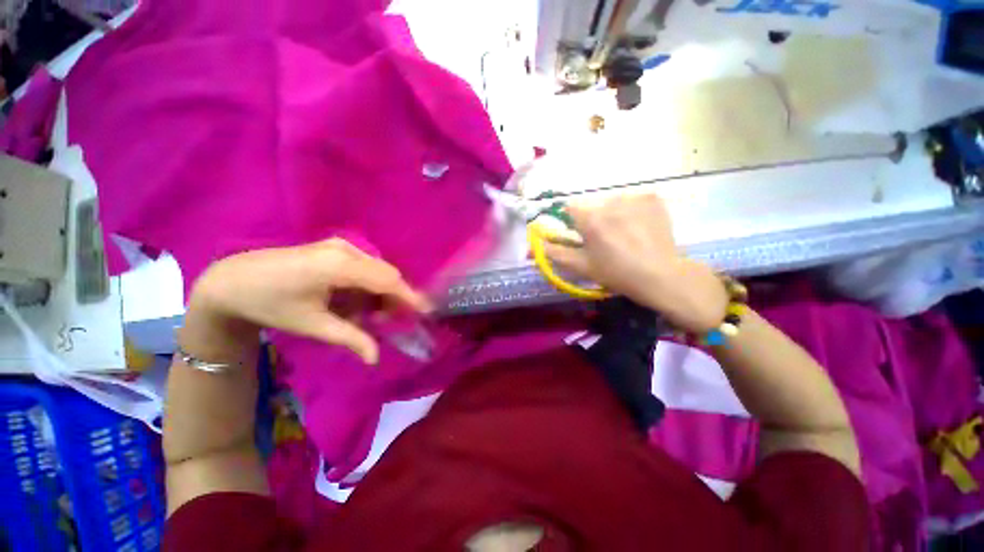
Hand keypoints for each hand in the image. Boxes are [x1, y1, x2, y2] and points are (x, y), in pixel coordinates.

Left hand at [184, 238, 429, 364]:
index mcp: (340, 266)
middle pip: (386, 274)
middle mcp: (346, 250)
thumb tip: (376, 358)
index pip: (388, 280)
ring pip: (376, 271)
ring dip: (379, 293)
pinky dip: (366, 287)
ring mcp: (340, 246)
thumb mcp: (313, 325)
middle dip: (393, 298)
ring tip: (369, 316)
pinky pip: (363, 268)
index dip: (409, 295)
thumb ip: (351, 338)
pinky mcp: (334, 249)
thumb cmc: (271, 305)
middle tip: (391, 321)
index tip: (427, 310)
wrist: (231, 281)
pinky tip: (353, 302)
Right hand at [544, 193, 728, 332]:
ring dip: (613, 215)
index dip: (573, 222)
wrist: (661, 275)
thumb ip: (554, 253)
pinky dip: (632, 211)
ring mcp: (634, 197)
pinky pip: (633, 201)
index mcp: (590, 219)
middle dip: (594, 220)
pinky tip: (640, 228)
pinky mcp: (653, 198)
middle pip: (592, 206)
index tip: (581, 236)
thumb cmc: (616, 273)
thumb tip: (532, 247)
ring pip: (613, 203)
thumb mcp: (581, 266)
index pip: (569, 209)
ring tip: (626, 235)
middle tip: (606, 241)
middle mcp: (610, 202)